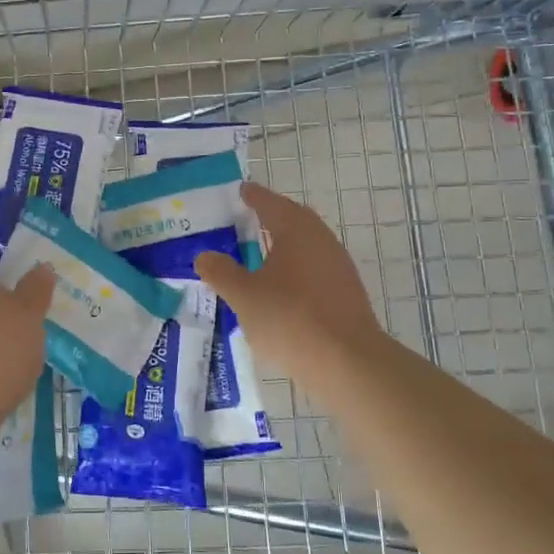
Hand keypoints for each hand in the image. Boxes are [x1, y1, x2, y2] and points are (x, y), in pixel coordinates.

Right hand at [195, 182, 381, 380]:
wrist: (348, 362)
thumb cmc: (290, 318)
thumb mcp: (244, 296)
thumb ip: (221, 273)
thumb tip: (205, 256)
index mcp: (296, 230)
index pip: (270, 203)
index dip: (253, 196)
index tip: (241, 191)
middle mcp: (321, 240)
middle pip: (293, 220)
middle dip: (271, 218)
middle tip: (247, 220)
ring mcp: (338, 267)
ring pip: (306, 246)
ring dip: (284, 246)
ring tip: (259, 256)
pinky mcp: (346, 293)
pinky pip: (315, 270)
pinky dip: (295, 270)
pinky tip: (281, 289)